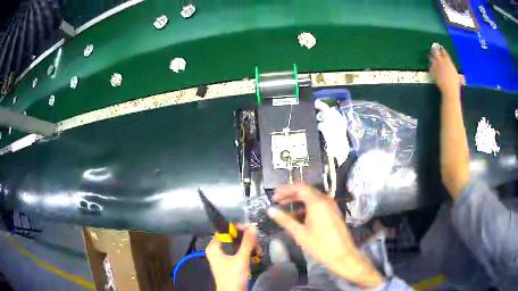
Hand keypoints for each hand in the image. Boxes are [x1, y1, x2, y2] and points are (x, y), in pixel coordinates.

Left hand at [206, 226, 257, 290]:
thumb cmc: (233, 276)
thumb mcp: (241, 258)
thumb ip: (247, 242)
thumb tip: (253, 226)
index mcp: (213, 247)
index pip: (225, 230)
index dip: (238, 228)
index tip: (251, 229)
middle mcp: (216, 250)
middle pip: (232, 238)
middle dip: (246, 239)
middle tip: (257, 242)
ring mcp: (223, 257)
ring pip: (237, 245)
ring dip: (249, 246)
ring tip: (258, 251)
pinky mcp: (230, 263)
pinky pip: (238, 252)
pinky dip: (247, 253)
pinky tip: (256, 255)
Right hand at [267, 184, 384, 287]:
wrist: (342, 255)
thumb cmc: (320, 245)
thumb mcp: (299, 233)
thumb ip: (284, 220)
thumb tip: (270, 210)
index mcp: (317, 203)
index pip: (299, 188)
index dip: (285, 190)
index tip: (274, 196)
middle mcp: (325, 200)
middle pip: (306, 191)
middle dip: (290, 194)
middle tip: (277, 201)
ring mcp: (331, 206)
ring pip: (312, 198)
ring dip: (298, 201)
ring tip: (285, 208)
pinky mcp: (333, 212)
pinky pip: (318, 204)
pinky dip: (307, 207)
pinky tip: (299, 217)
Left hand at [429, 47, 460, 98]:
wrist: (449, 89)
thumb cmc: (455, 84)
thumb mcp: (458, 77)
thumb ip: (457, 74)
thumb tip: (462, 77)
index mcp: (448, 61)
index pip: (443, 51)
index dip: (442, 49)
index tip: (441, 48)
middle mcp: (441, 61)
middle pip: (435, 51)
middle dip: (435, 50)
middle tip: (434, 49)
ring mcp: (436, 65)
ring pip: (431, 57)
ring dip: (431, 57)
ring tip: (431, 56)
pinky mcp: (432, 71)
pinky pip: (430, 67)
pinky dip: (430, 67)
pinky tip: (431, 67)